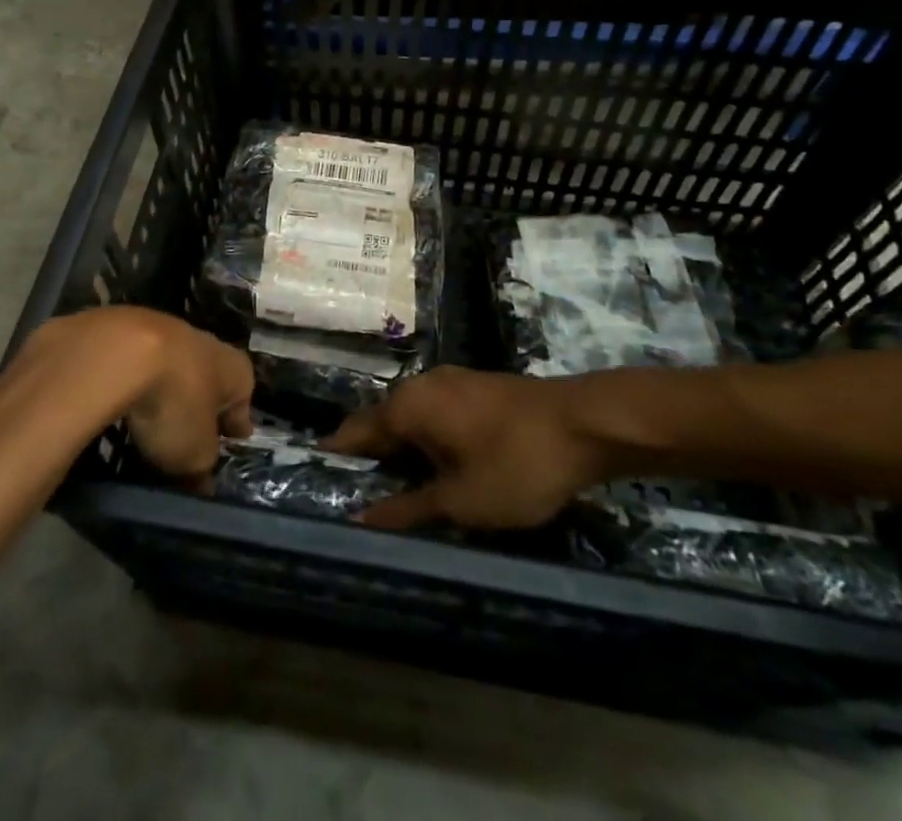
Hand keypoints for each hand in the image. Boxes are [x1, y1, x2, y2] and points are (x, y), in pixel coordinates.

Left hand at [22, 307, 253, 483]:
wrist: (121, 351)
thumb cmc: (176, 404)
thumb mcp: (194, 454)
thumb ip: (200, 469)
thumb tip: (200, 482)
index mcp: (236, 370)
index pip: (242, 403)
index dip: (235, 426)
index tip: (230, 443)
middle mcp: (208, 344)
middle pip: (208, 381)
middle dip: (200, 405)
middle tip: (189, 435)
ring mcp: (167, 331)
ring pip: (171, 369)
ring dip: (165, 390)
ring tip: (149, 421)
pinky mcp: (129, 330)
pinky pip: (137, 365)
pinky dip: (133, 382)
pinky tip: (120, 401)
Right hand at [323, 367, 611, 529]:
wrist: (584, 424)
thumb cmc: (515, 463)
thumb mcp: (461, 500)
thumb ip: (407, 509)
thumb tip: (359, 520)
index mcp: (407, 405)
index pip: (354, 432)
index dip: (335, 459)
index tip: (317, 485)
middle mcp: (420, 385)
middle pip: (381, 424)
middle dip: (369, 460)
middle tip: (357, 502)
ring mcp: (450, 382)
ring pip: (411, 420)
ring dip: (401, 453)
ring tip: (394, 494)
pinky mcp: (475, 389)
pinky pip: (435, 415)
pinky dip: (426, 442)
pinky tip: (435, 470)